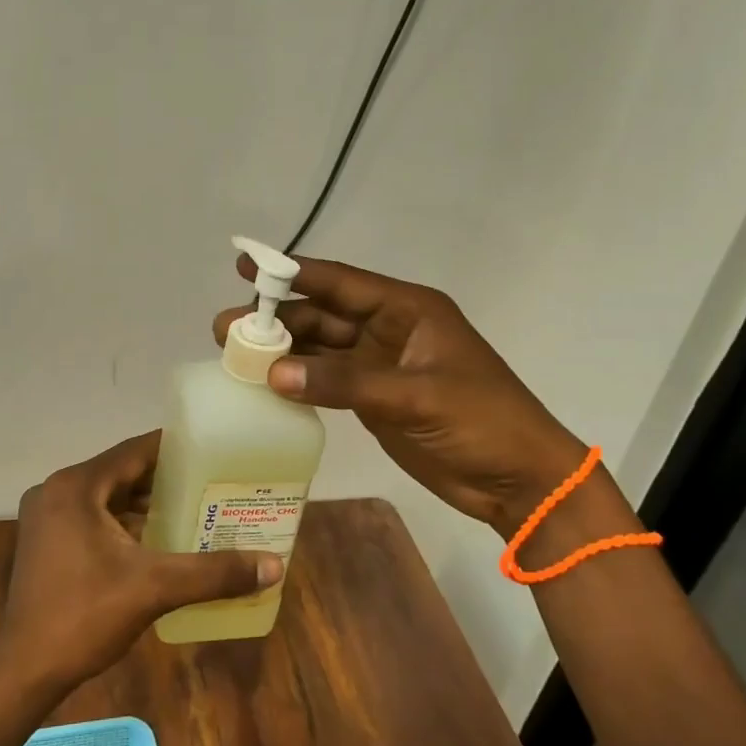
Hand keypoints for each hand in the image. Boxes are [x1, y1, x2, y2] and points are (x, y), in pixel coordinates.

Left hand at [0, 432, 284, 689]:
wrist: (24, 671)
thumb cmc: (85, 617)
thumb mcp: (154, 588)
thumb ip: (213, 573)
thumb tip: (274, 566)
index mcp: (76, 486)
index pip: (135, 451)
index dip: (174, 449)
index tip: (212, 450)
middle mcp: (56, 490)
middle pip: (121, 472)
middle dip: (164, 479)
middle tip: (210, 482)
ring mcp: (46, 517)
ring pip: (106, 496)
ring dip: (143, 503)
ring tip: (192, 507)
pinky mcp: (45, 541)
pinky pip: (92, 517)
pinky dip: (122, 522)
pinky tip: (154, 538)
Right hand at [214, 255, 586, 537]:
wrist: (519, 479)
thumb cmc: (482, 422)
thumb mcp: (415, 397)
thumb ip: (344, 382)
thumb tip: (273, 372)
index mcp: (407, 310)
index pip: (340, 283)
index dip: (292, 272)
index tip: (247, 266)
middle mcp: (388, 329)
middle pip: (322, 315)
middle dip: (276, 318)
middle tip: (226, 327)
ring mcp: (379, 365)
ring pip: (319, 347)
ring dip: (281, 349)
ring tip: (233, 353)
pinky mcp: (373, 397)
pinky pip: (325, 379)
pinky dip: (297, 379)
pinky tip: (265, 382)